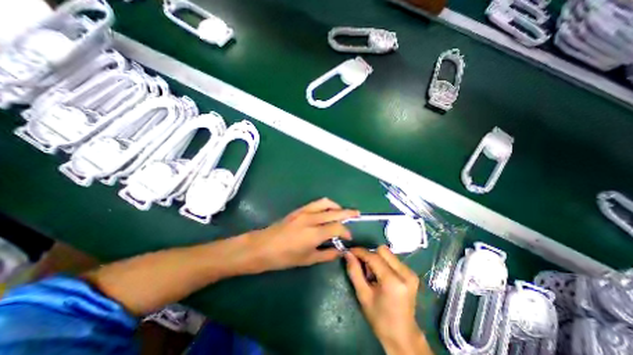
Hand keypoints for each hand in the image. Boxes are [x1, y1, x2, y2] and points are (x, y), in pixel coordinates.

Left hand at [244, 199, 357, 272]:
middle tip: (357, 214)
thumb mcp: (307, 259)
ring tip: (342, 211)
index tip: (348, 238)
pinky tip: (328, 210)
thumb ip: (326, 254)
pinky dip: (326, 204)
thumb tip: (340, 251)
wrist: (262, 246)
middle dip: (348, 213)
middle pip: (334, 212)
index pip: (337, 227)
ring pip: (325, 203)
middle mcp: (311, 219)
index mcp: (314, 233)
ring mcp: (304, 212)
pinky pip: (316, 203)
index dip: (346, 232)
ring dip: (336, 206)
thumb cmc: (284, 257)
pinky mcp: (299, 210)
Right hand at [346, 247, 430, 354]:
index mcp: (393, 281)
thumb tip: (347, 253)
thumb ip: (354, 271)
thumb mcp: (363, 295)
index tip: (349, 251)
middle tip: (362, 266)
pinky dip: (383, 262)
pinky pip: (393, 259)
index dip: (360, 252)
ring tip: (371, 273)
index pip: (374, 257)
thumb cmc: (380, 319)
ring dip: (376, 258)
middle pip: (382, 250)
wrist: (403, 337)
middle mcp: (405, 273)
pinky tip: (380, 275)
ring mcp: (410, 273)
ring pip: (387, 253)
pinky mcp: (411, 274)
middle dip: (369, 255)